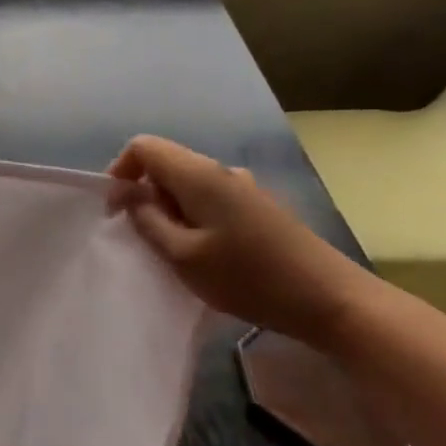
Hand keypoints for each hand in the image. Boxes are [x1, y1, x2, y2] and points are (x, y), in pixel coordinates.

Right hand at [107, 135, 374, 348]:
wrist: (329, 299)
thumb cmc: (248, 278)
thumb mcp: (183, 256)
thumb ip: (147, 219)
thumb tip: (126, 192)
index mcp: (199, 174)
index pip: (143, 147)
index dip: (120, 172)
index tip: (117, 212)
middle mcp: (221, 170)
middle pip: (166, 163)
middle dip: (144, 195)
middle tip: (146, 240)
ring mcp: (243, 187)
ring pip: (186, 184)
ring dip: (169, 210)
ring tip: (175, 253)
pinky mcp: (257, 206)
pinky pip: (208, 199)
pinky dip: (192, 218)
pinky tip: (204, 254)